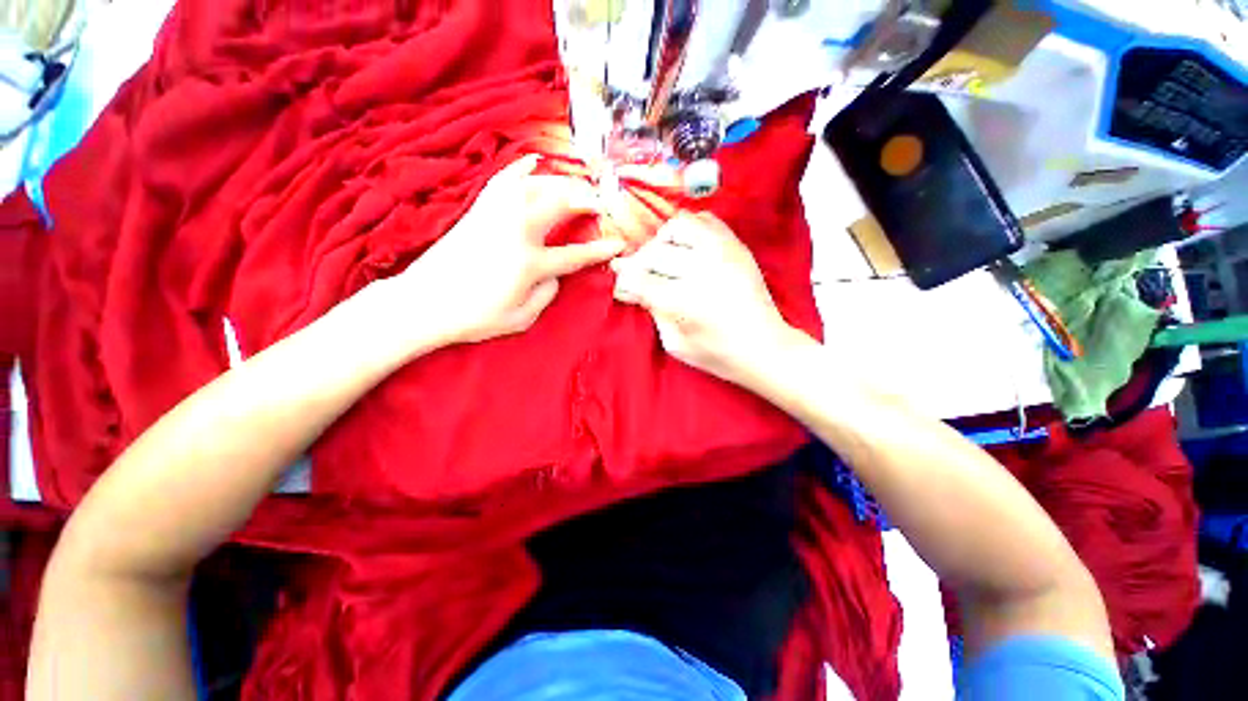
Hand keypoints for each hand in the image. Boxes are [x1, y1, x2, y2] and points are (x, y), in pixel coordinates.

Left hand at [390, 155, 624, 348]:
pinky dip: (521, 168)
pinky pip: (504, 179)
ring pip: (537, 185)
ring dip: (563, 182)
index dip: (601, 249)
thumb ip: (546, 294)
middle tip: (603, 204)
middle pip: (561, 204)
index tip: (620, 242)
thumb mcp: (521, 318)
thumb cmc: (474, 317)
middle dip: (588, 200)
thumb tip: (556, 275)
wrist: (423, 302)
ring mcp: (496, 215)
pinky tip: (534, 161)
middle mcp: (516, 231)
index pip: (575, 254)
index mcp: (529, 263)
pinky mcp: (479, 209)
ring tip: (579, 186)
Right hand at [611, 212, 802, 384]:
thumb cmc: (716, 354)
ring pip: (677, 226)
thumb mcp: (674, 342)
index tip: (624, 291)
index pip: (637, 279)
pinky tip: (687, 249)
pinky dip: (689, 230)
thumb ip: (651, 310)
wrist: (764, 346)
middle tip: (642, 280)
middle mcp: (701, 268)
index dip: (623, 284)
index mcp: (683, 300)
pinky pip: (705, 219)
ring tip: (666, 260)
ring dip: (663, 242)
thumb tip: (630, 287)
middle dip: (639, 266)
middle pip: (653, 253)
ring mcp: (722, 251)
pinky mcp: (736, 245)